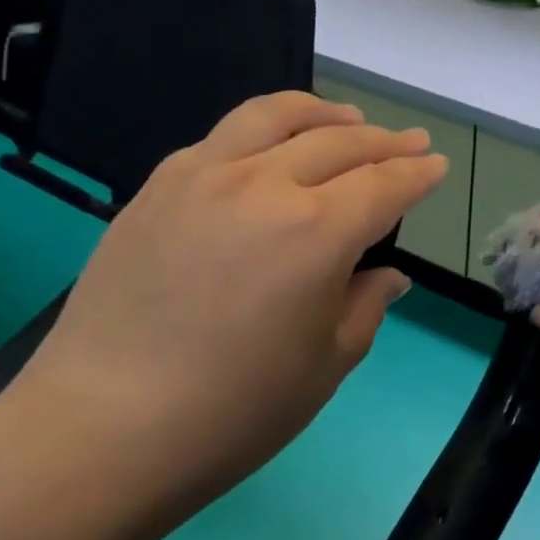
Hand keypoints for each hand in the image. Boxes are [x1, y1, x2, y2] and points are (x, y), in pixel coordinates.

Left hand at [3, 92, 446, 528]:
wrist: (104, 426)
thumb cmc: (234, 412)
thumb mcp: (325, 365)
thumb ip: (364, 306)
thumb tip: (387, 276)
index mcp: (317, 232)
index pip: (383, 185)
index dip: (417, 174)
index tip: (436, 166)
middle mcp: (263, 184)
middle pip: (337, 142)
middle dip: (383, 141)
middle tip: (408, 143)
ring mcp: (202, 177)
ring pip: (274, 117)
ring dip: (322, 113)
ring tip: (346, 118)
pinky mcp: (157, 187)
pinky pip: (222, 138)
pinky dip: (263, 131)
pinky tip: (269, 150)